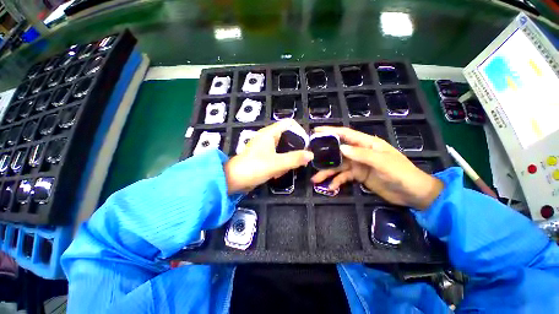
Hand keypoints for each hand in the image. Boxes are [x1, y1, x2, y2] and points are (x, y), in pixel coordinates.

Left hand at [225, 119, 313, 193]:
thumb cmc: (254, 168)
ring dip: (287, 159)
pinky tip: (278, 173)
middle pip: (288, 136)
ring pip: (283, 148)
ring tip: (285, 169)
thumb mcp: (276, 163)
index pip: (289, 123)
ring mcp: (265, 147)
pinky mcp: (263, 156)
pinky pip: (277, 156)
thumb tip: (311, 154)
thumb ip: (294, 158)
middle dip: (294, 149)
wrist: (233, 180)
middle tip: (298, 160)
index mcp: (269, 133)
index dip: (300, 130)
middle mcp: (267, 137)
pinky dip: (280, 164)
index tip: (305, 144)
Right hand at [310, 127, 442, 209]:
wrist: (413, 194)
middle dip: (324, 155)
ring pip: (338, 166)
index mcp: (367, 144)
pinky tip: (331, 187)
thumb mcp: (383, 162)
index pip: (346, 134)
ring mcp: (358, 164)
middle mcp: (359, 152)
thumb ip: (362, 154)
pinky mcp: (358, 176)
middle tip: (310, 158)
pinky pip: (343, 177)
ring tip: (315, 179)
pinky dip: (336, 181)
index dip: (331, 131)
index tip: (315, 131)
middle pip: (338, 151)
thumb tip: (341, 147)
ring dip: (327, 172)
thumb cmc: (401, 173)